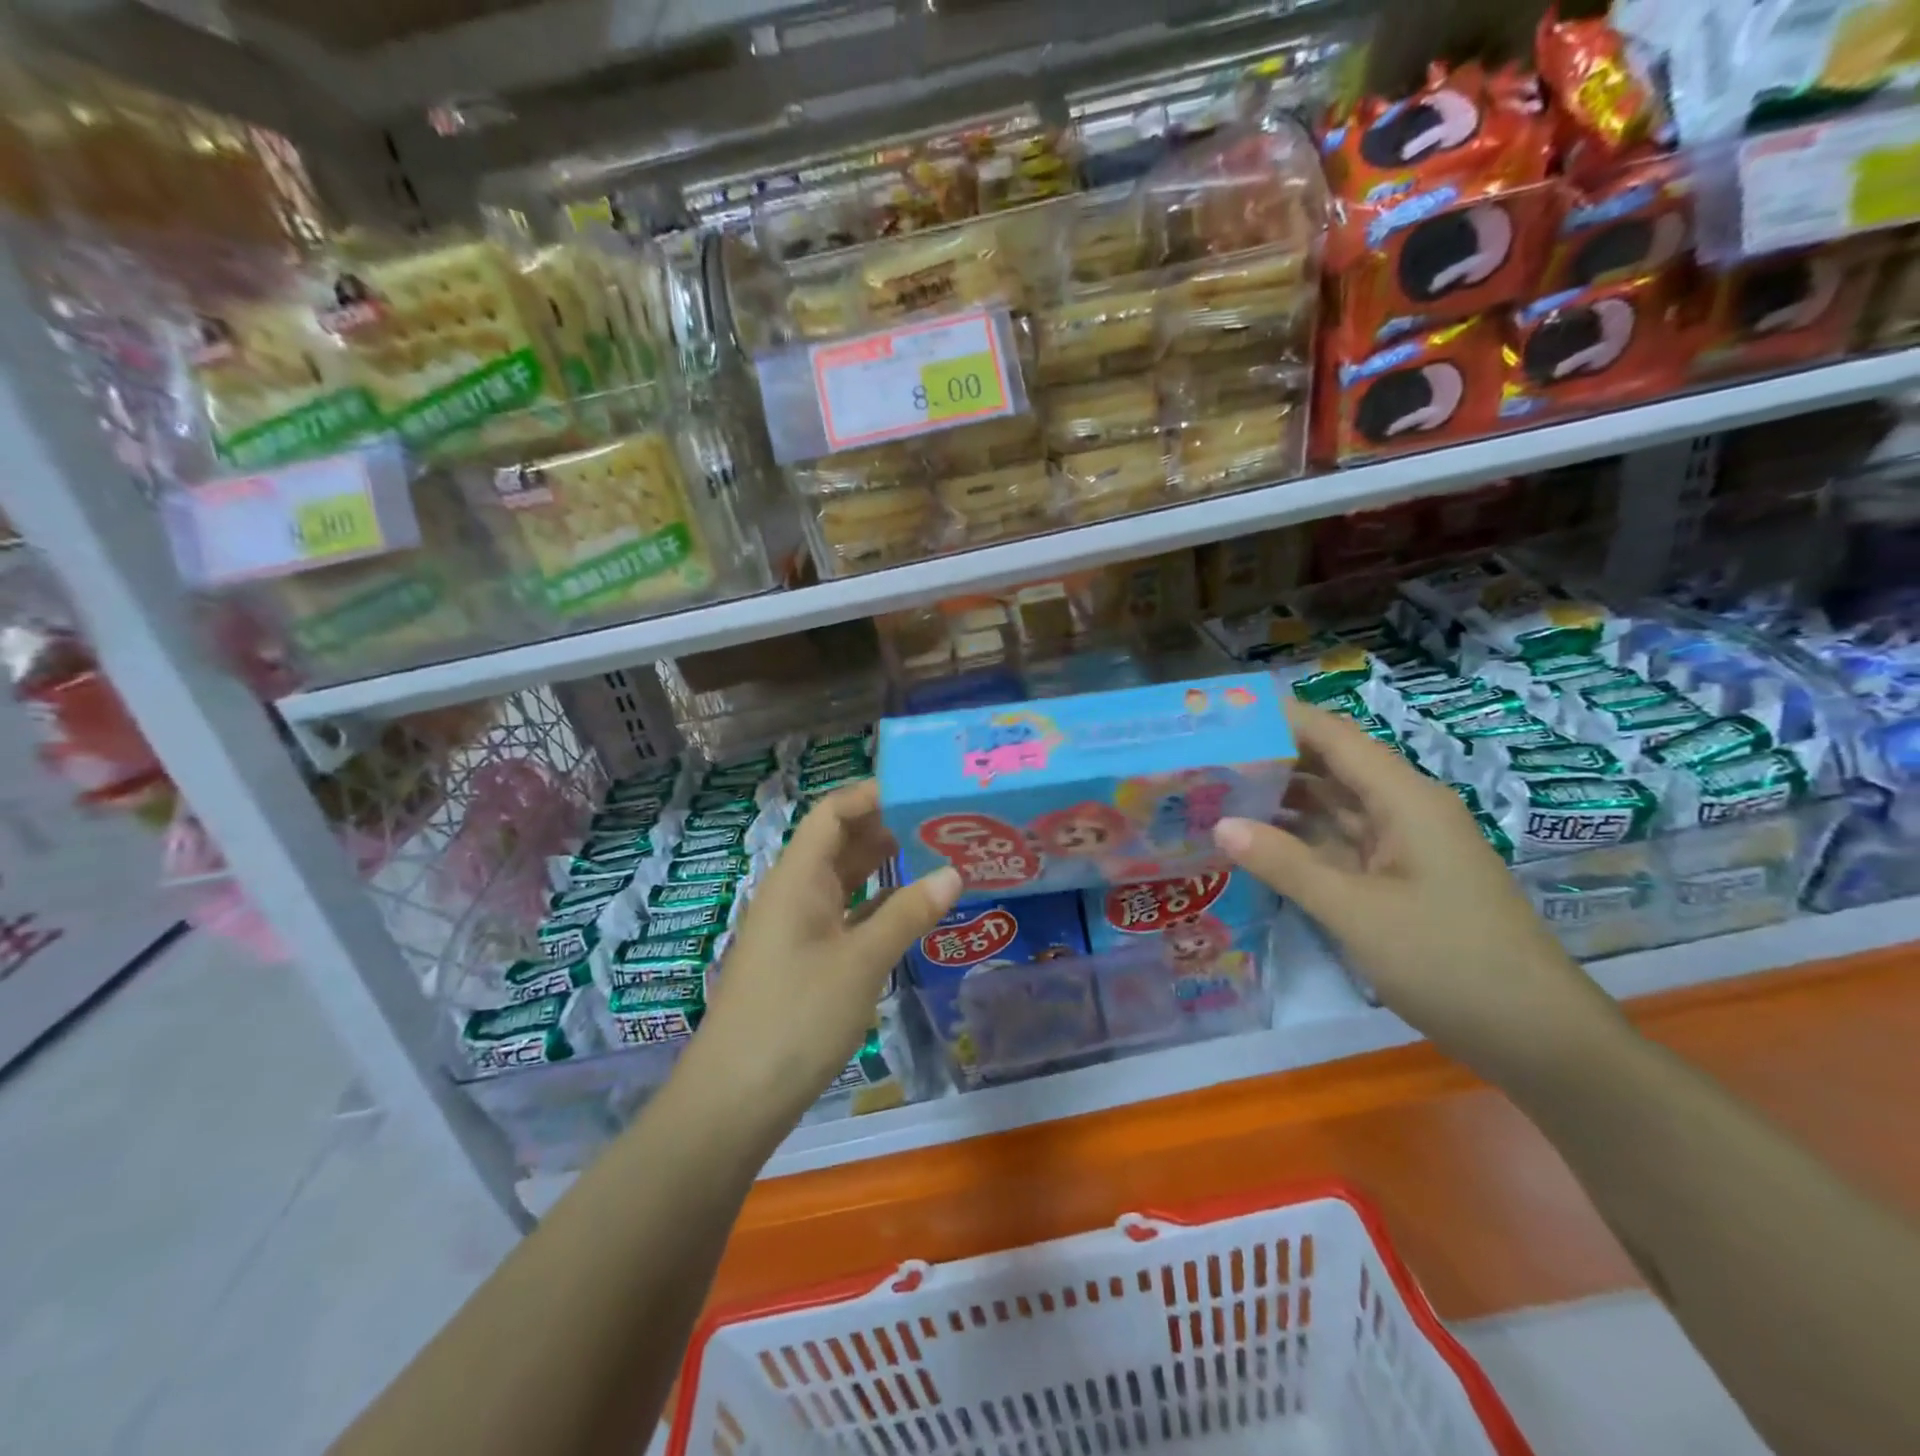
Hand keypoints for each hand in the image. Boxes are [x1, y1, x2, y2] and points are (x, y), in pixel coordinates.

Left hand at [689, 781, 961, 1135]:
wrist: (734, 1100)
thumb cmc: (796, 1018)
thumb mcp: (861, 962)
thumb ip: (907, 914)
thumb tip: (953, 872)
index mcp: (798, 879)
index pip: (833, 813)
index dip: (872, 795)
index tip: (922, 791)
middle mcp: (795, 894)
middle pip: (839, 843)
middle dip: (886, 827)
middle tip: (942, 822)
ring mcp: (798, 929)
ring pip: (844, 881)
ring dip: (883, 867)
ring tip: (936, 855)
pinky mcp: (805, 962)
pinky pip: (845, 917)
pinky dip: (876, 907)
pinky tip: (911, 910)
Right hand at [1213, 703, 1627, 1088]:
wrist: (1538, 1038)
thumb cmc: (1450, 962)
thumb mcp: (1357, 912)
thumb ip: (1286, 864)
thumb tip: (1220, 824)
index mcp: (1405, 799)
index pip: (1334, 736)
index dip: (1280, 720)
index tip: (1220, 717)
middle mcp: (1403, 810)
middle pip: (1331, 766)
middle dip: (1271, 758)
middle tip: (1203, 759)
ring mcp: (1402, 846)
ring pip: (1333, 806)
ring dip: (1281, 799)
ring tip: (1216, 794)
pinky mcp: (1397, 879)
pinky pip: (1340, 843)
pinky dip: (1299, 839)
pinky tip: (1256, 843)